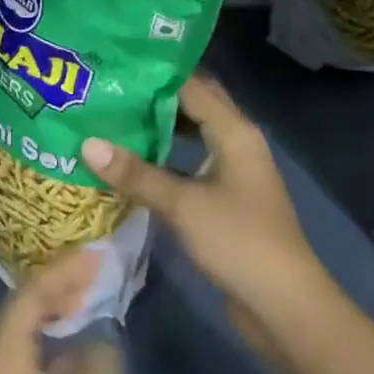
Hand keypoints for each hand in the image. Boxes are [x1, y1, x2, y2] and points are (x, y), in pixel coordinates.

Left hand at [0, 249, 127, 373]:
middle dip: (55, 289)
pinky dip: (53, 349)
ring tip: (86, 299)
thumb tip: (90, 341)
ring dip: (54, 318)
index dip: (62, 270)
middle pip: (19, 315)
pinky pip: (29, 368)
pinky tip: (78, 351)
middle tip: (92, 271)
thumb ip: (95, 352)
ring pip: (24, 342)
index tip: (95, 253)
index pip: (26, 296)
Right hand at [83, 73, 318, 338]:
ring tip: (112, 117)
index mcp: (234, 131)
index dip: (154, 74)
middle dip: (154, 96)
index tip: (115, 65)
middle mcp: (236, 142)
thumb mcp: (182, 205)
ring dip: (157, 127)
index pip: (191, 85)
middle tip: (109, 87)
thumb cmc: (239, 242)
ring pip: (190, 134)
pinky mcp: (225, 198)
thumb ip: (135, 173)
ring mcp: (232, 171)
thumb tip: (87, 143)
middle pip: (192, 105)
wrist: (286, 308)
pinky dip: (164, 158)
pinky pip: (189, 164)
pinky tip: (131, 161)